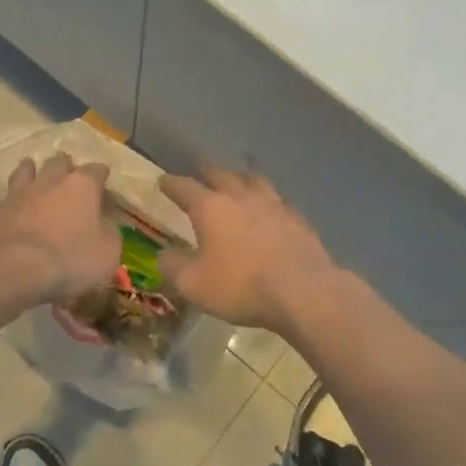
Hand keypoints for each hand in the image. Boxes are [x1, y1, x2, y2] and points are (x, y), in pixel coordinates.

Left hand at [0, 154, 117, 303]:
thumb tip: (103, 225)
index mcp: (81, 186)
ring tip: (31, 175)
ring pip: (23, 171)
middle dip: (64, 167)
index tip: (103, 182)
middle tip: (67, 178)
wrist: (17, 269)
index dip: (101, 176)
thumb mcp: (108, 252)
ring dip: (28, 172)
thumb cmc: (70, 259)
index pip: (96, 170)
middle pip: (58, 162)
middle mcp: (49, 181)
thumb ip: (108, 232)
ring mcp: (17, 193)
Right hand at [158, 167, 338, 332]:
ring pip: (254, 181)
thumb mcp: (193, 284)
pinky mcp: (298, 220)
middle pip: (222, 175)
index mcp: (210, 207)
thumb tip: (164, 255)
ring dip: (242, 179)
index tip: (163, 181)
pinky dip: (269, 201)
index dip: (171, 184)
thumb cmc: (240, 286)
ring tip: (238, 182)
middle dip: (207, 173)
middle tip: (201, 174)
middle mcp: (241, 197)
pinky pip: (279, 201)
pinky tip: (272, 209)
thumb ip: (173, 267)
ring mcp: (274, 205)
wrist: (302, 292)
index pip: (184, 187)